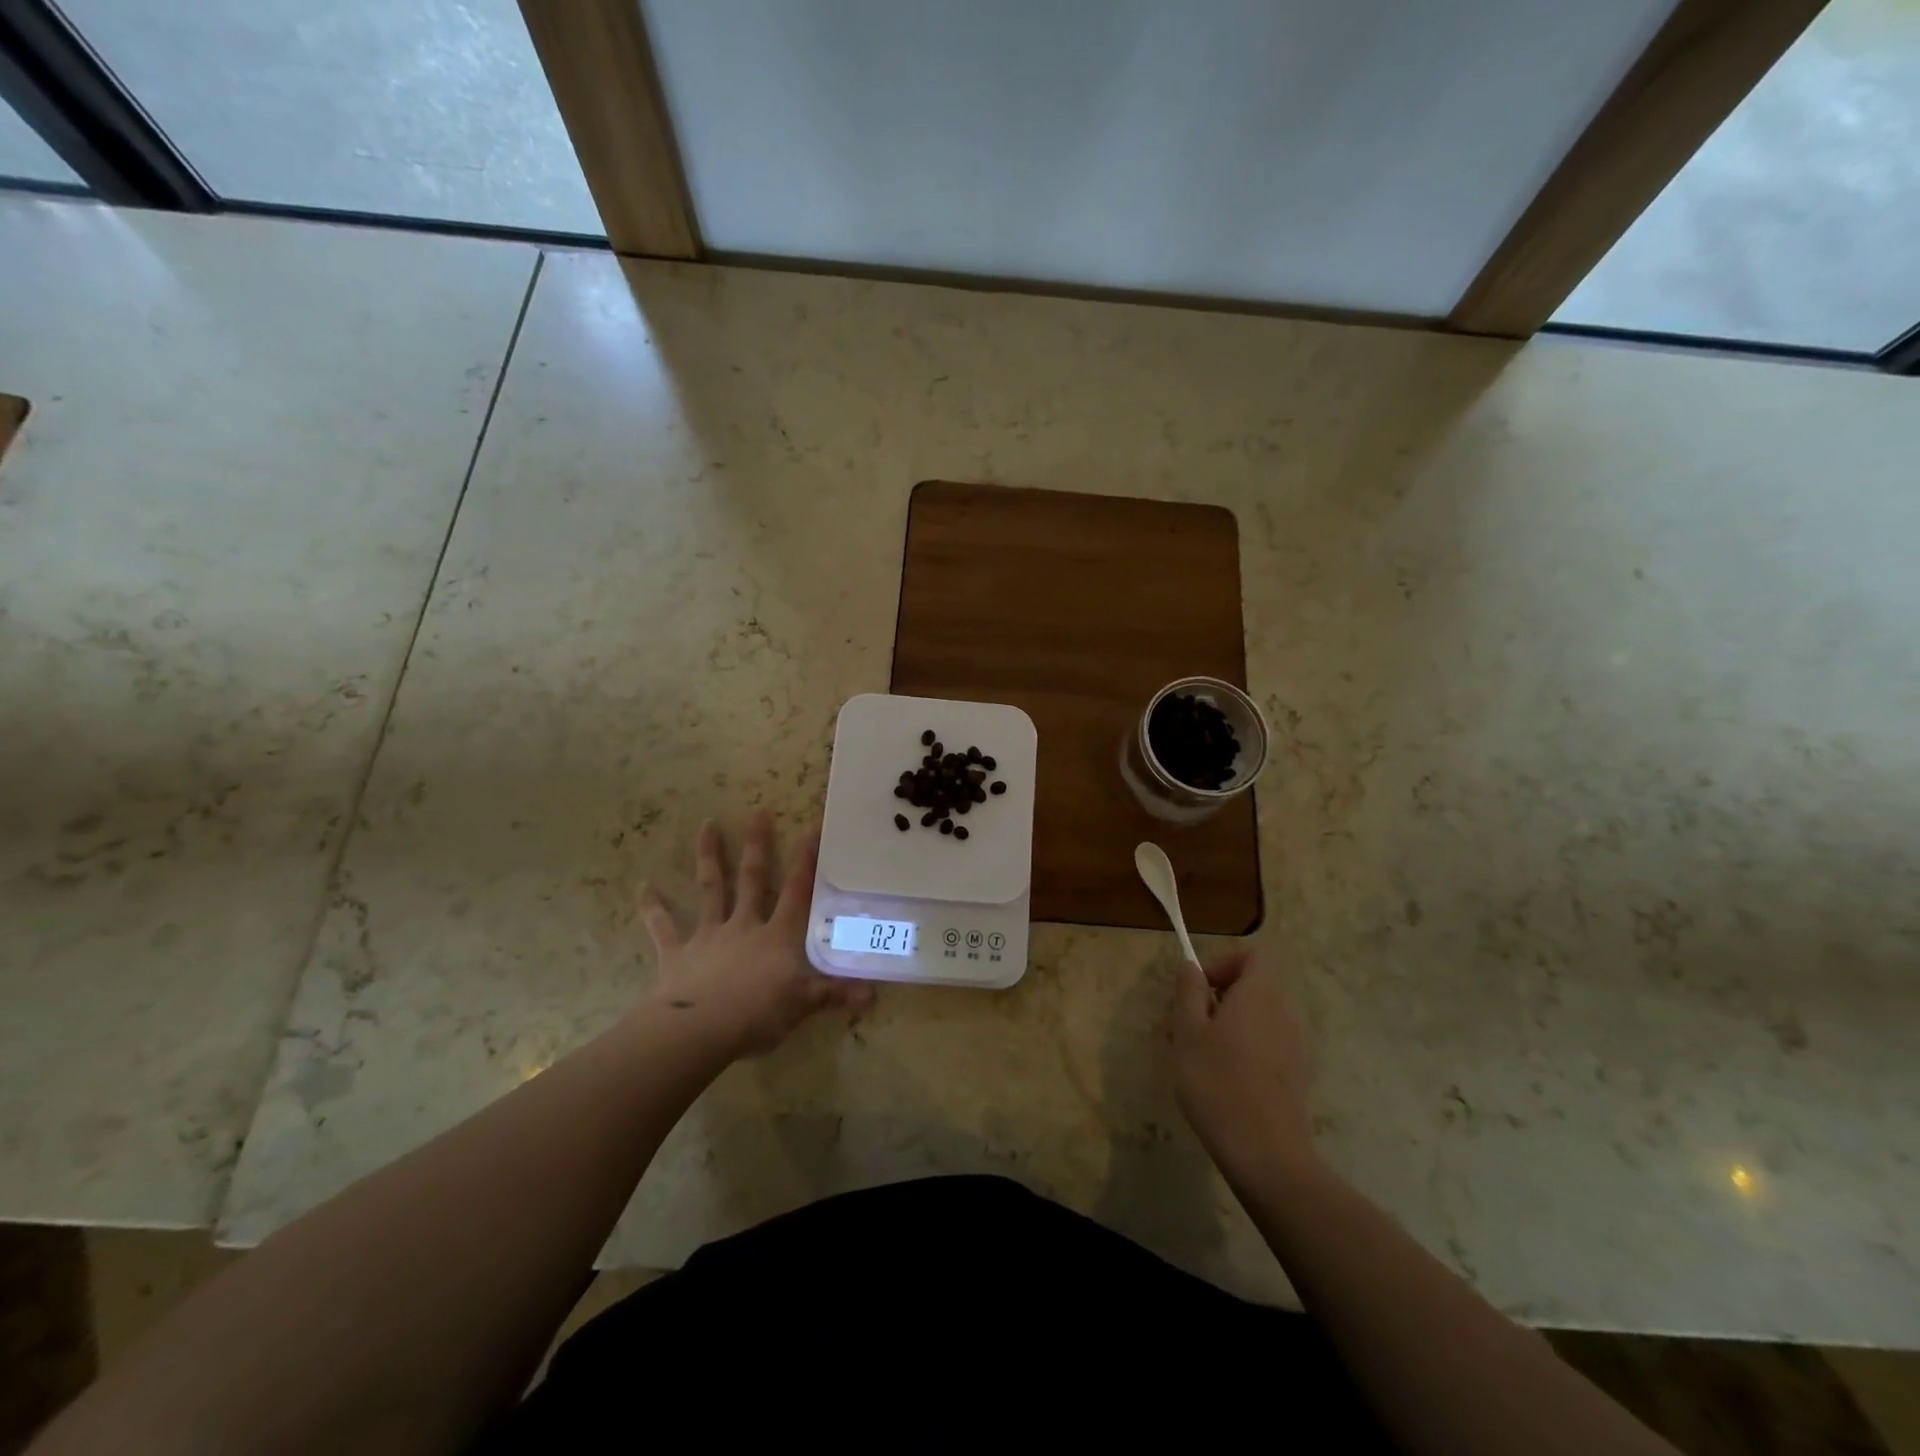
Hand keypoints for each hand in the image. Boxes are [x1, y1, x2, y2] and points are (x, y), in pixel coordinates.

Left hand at [637, 811, 873, 1057]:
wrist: (700, 1030)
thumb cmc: (758, 1014)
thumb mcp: (804, 1005)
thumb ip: (835, 995)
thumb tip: (874, 995)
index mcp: (777, 936)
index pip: (796, 892)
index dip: (805, 862)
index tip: (810, 829)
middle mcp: (744, 926)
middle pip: (752, 879)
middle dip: (757, 845)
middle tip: (758, 811)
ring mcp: (709, 936)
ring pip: (710, 889)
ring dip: (709, 857)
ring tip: (707, 825)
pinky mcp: (677, 954)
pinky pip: (663, 928)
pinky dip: (653, 908)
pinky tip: (643, 888)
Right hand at [1168, 950, 1317, 1183]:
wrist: (1266, 1155)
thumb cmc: (1218, 1082)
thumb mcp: (1188, 1032)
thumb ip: (1189, 992)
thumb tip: (1191, 966)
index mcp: (1260, 995)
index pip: (1257, 954)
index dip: (1227, 961)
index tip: (1200, 986)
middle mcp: (1284, 1014)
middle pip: (1255, 987)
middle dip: (1218, 997)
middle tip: (1186, 1024)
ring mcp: (1294, 1047)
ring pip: (1257, 1018)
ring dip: (1226, 1026)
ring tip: (1196, 1055)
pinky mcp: (1294, 1077)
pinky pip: (1265, 1045)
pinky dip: (1242, 1050)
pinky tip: (1219, 1080)